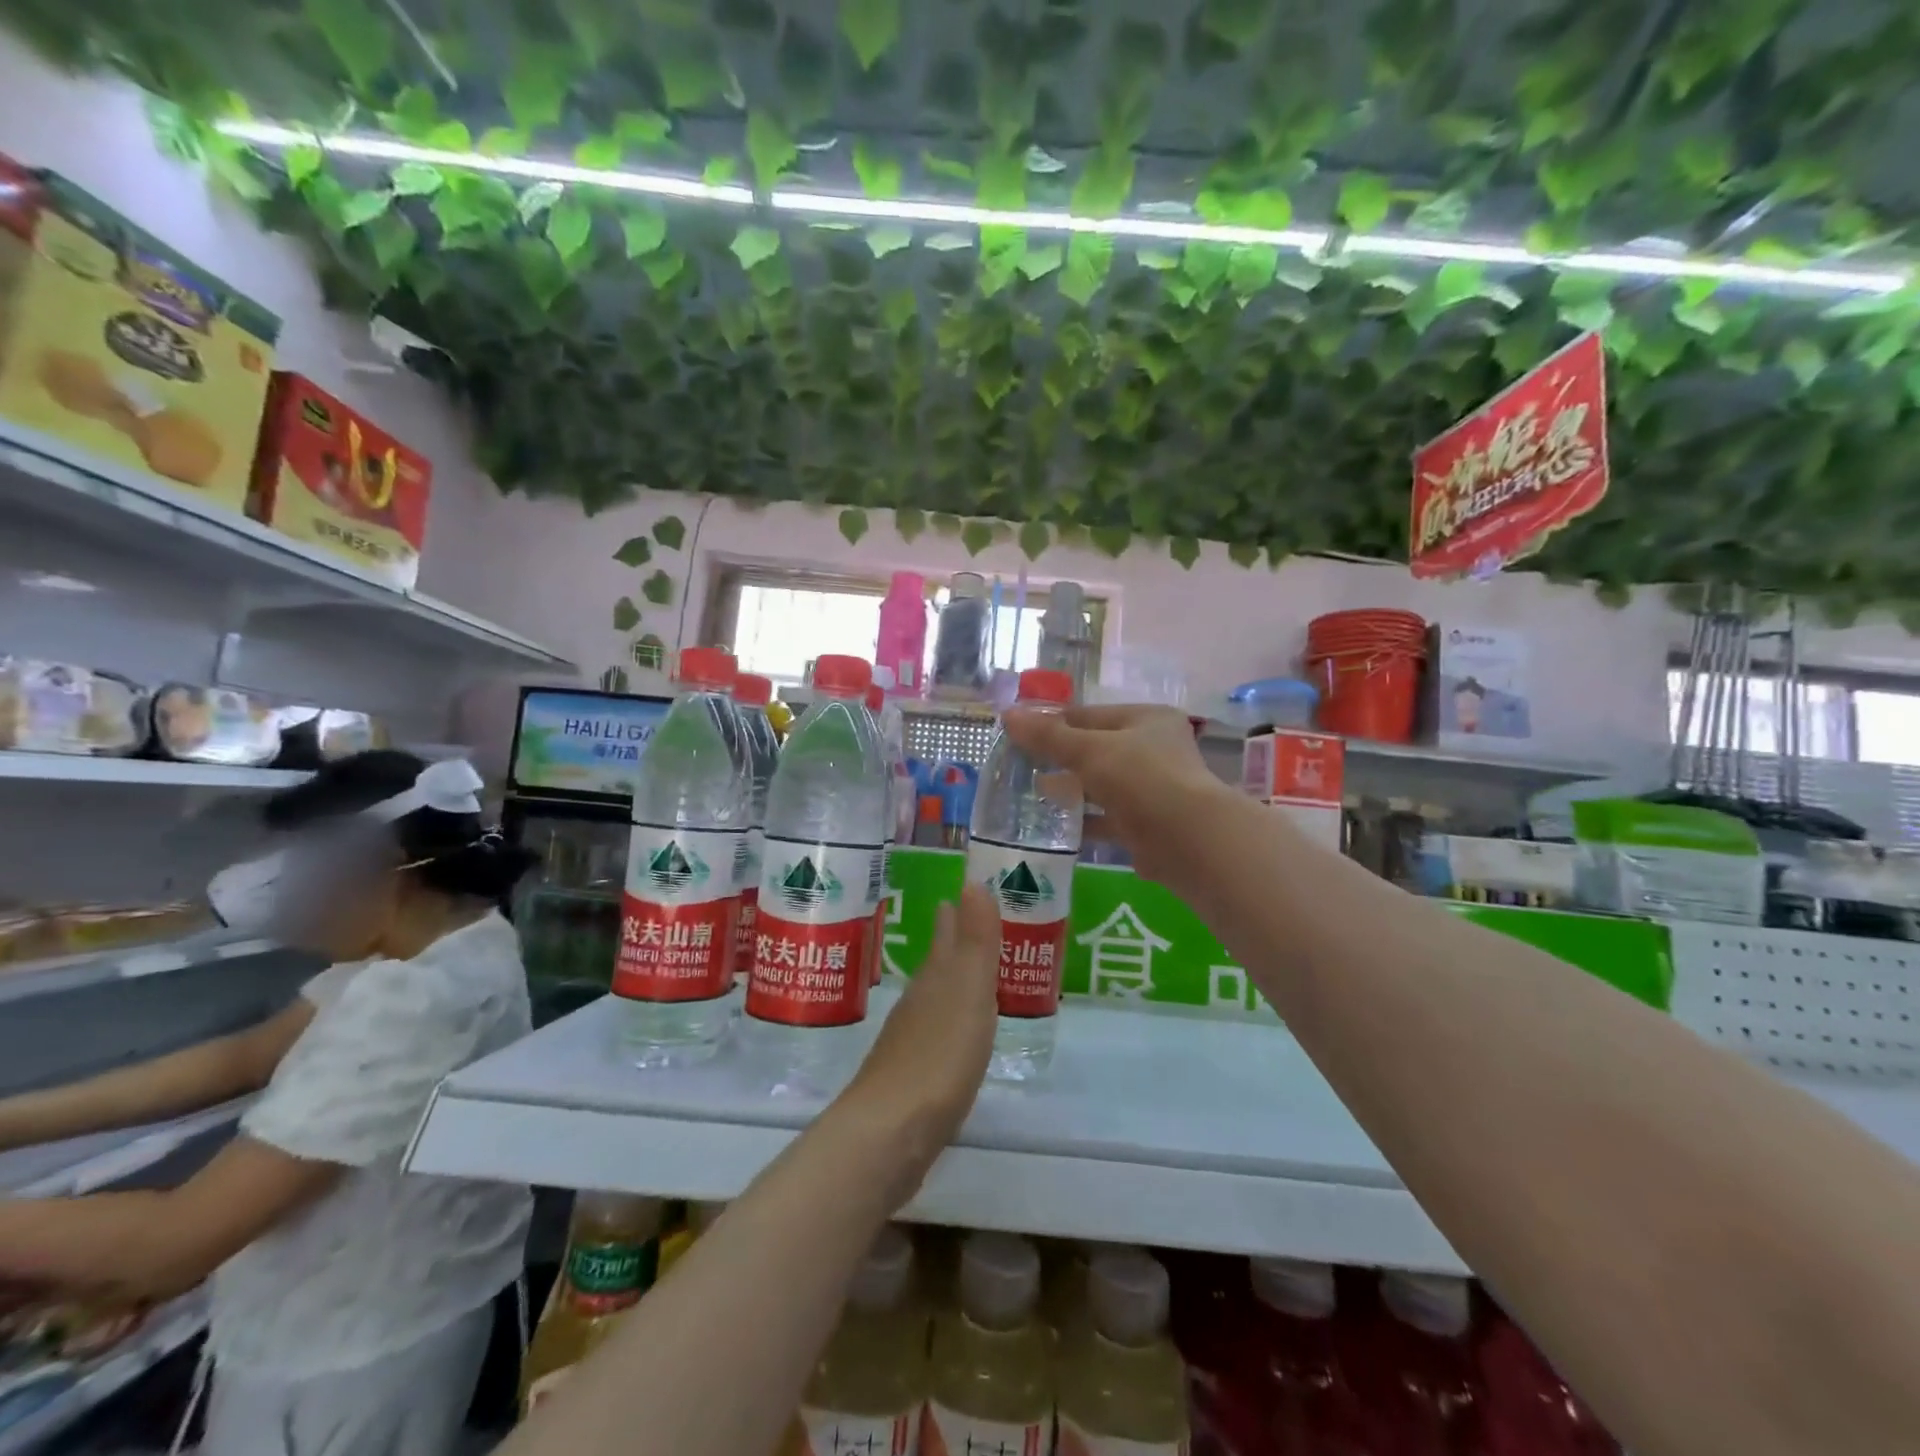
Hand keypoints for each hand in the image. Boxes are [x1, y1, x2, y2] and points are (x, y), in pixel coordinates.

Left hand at [836, 885, 1000, 1203]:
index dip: (954, 914)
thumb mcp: (968, 991)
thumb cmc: (939, 1055)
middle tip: (962, 921)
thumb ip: (975, 940)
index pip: (945, 935)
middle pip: (935, 963)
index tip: (957, 894)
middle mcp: (918, 1002)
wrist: (891, 1132)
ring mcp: (909, 1040)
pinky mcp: (910, 1078)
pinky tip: (951, 1036)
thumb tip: (972, 880)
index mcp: (935, 978)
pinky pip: (933, 1034)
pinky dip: (946, 1022)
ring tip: (963, 974)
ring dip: (948, 981)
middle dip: (949, 942)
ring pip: (932, 998)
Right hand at [1003, 703, 1232, 890]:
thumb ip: (1048, 736)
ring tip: (1033, 794)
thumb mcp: (1089, 750)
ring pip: (1102, 785)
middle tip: (1021, 766)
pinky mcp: (1147, 825)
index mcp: (1146, 720)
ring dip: (1071, 790)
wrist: (1188, 840)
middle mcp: (1153, 750)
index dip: (1054, 722)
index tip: (1019, 734)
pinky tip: (1056, 825)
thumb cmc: (1141, 779)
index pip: (1090, 714)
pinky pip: (1108, 818)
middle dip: (1060, 758)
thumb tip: (1008, 715)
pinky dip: (1085, 820)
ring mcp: (1153, 790)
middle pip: (1096, 749)